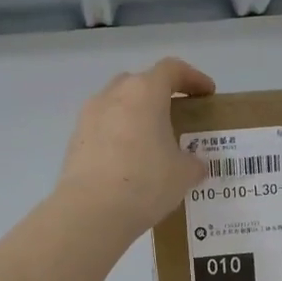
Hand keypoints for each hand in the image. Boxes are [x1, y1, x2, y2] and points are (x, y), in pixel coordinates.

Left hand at [56, 58, 214, 236]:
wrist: (91, 211)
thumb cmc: (145, 182)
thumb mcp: (183, 174)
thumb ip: (193, 163)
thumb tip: (194, 165)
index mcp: (144, 92)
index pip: (172, 70)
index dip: (193, 78)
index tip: (207, 93)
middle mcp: (113, 95)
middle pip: (140, 83)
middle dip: (159, 96)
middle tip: (174, 118)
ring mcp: (88, 116)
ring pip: (117, 105)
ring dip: (134, 117)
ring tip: (149, 144)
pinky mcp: (74, 141)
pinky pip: (102, 129)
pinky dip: (117, 138)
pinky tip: (127, 163)